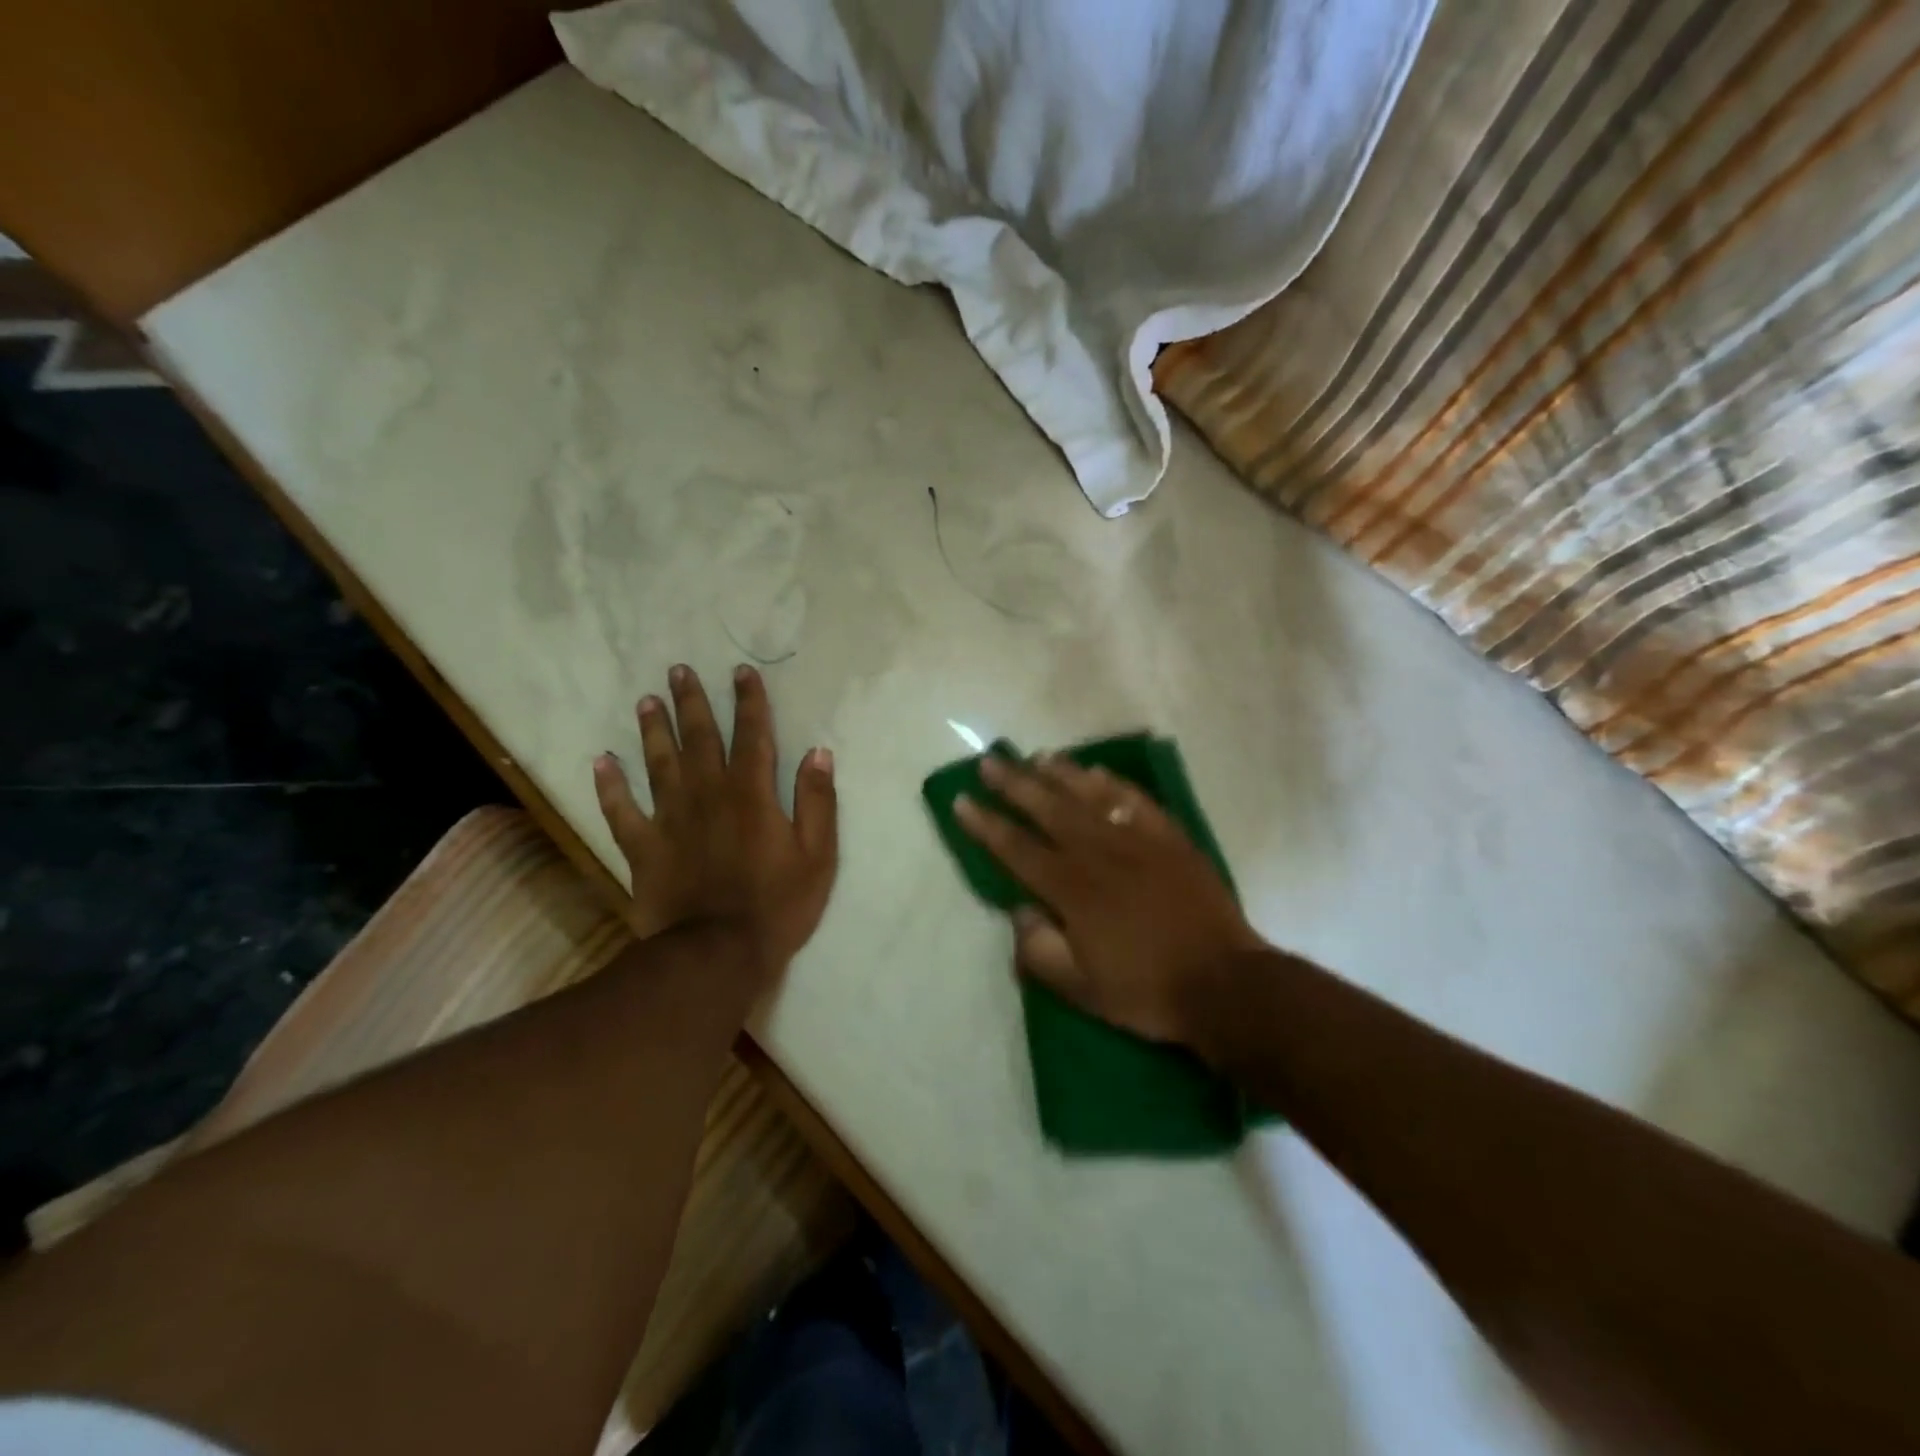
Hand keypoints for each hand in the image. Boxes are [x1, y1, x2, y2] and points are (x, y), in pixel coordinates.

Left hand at [593, 664, 837, 986]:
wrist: (717, 954)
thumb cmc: (777, 906)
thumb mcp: (817, 856)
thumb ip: (817, 802)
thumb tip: (818, 753)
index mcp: (752, 795)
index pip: (752, 736)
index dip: (749, 702)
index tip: (741, 672)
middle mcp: (708, 795)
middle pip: (699, 739)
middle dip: (692, 702)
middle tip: (679, 670)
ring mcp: (670, 820)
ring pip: (659, 764)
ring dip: (654, 731)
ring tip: (648, 701)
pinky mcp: (643, 848)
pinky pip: (621, 811)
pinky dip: (610, 786)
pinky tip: (601, 761)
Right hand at [955, 754, 1266, 1046]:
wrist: (1225, 983)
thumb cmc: (1146, 990)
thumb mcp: (1081, 989)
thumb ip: (1038, 950)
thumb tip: (1018, 911)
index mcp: (1072, 890)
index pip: (1017, 849)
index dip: (986, 825)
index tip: (962, 800)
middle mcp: (1099, 854)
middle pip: (1048, 809)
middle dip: (1014, 784)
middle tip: (990, 762)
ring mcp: (1138, 841)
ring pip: (1090, 795)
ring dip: (1060, 773)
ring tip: (1036, 757)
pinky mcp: (1171, 839)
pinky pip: (1136, 800)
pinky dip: (1113, 783)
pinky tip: (1098, 772)